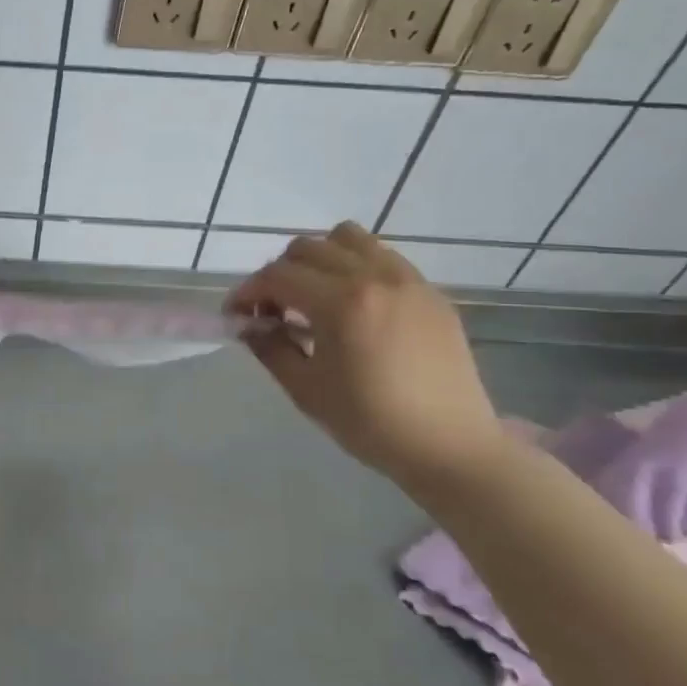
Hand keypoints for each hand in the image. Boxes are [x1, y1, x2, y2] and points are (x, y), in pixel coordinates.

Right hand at [229, 222, 503, 480]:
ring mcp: (407, 280)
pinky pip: (382, 257)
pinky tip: (354, 305)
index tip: (236, 315)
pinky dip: (356, 267)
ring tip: (315, 296)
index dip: (248, 291)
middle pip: (308, 248)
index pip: (278, 276)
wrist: (451, 447)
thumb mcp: (306, 390)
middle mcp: (374, 277)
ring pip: (348, 238)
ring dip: (319, 259)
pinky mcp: (430, 291)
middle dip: (279, 274)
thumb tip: (250, 324)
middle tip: (274, 310)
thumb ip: (270, 348)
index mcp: (341, 303)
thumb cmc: (370, 423)